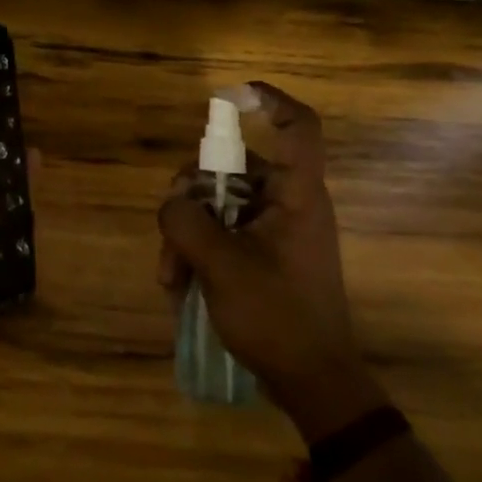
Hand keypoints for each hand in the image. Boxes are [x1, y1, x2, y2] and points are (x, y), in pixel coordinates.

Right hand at [157, 82, 387, 439]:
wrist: (312, 385)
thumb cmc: (278, 318)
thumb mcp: (222, 267)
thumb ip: (187, 222)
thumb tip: (172, 202)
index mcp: (297, 197)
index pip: (300, 129)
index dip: (271, 102)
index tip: (231, 96)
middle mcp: (287, 205)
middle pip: (233, 168)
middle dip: (191, 197)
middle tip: (169, 231)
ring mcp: (274, 231)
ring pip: (218, 205)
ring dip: (186, 233)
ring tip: (170, 276)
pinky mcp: (262, 256)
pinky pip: (222, 234)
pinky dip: (197, 252)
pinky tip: (179, 285)